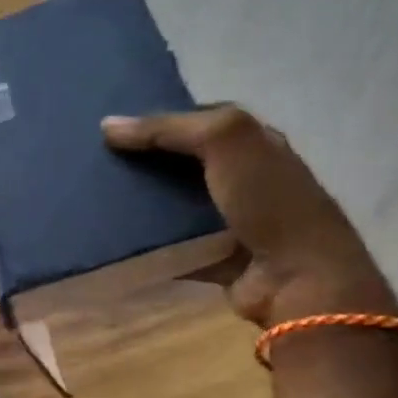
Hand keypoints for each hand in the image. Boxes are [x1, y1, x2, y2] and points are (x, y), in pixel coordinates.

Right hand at [102, 107, 397, 327]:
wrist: (298, 277)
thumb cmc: (268, 199)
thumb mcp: (225, 140)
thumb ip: (168, 128)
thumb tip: (108, 125)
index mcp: (256, 142)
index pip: (201, 120)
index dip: (161, 120)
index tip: (116, 129)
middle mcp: (246, 177)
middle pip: (185, 161)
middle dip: (147, 160)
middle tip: (100, 161)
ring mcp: (232, 220)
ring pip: (177, 202)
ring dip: (145, 201)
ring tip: (99, 195)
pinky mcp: (216, 256)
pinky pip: (174, 243)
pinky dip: (149, 242)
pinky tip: (116, 235)